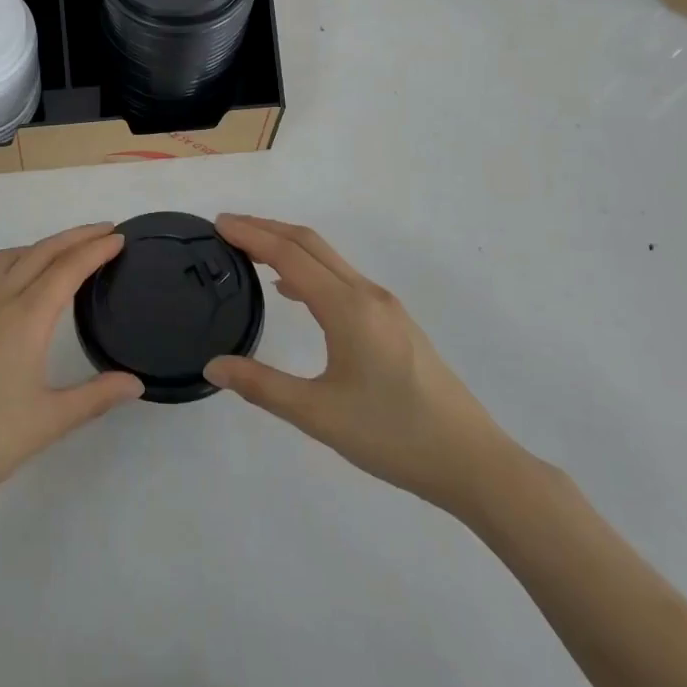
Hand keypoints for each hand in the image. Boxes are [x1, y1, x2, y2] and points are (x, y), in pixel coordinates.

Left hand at [0, 224, 141, 520]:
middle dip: (75, 237)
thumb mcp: (48, 422)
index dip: (95, 250)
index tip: (120, 237)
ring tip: (67, 253)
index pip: (67, 270)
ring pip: (12, 258)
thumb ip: (95, 397)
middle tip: (105, 231)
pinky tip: (25, 289)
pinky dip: (20, 262)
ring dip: (43, 245)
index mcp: (25, 319)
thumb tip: (136, 382)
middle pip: (40, 253)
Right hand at [204, 215, 522, 517]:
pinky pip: (342, 279)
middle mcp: (367, 294)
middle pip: (310, 244)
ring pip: (329, 259)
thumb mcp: (318, 415)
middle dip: (267, 229)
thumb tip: (213, 366)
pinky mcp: (395, 323)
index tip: (218, 224)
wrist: (473, 462)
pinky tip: (294, 293)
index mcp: (347, 307)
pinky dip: (310, 270)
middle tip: (227, 228)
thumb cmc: (393, 436)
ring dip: (289, 247)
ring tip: (252, 252)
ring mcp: (385, 307)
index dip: (251, 234)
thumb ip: (261, 386)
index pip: (289, 255)